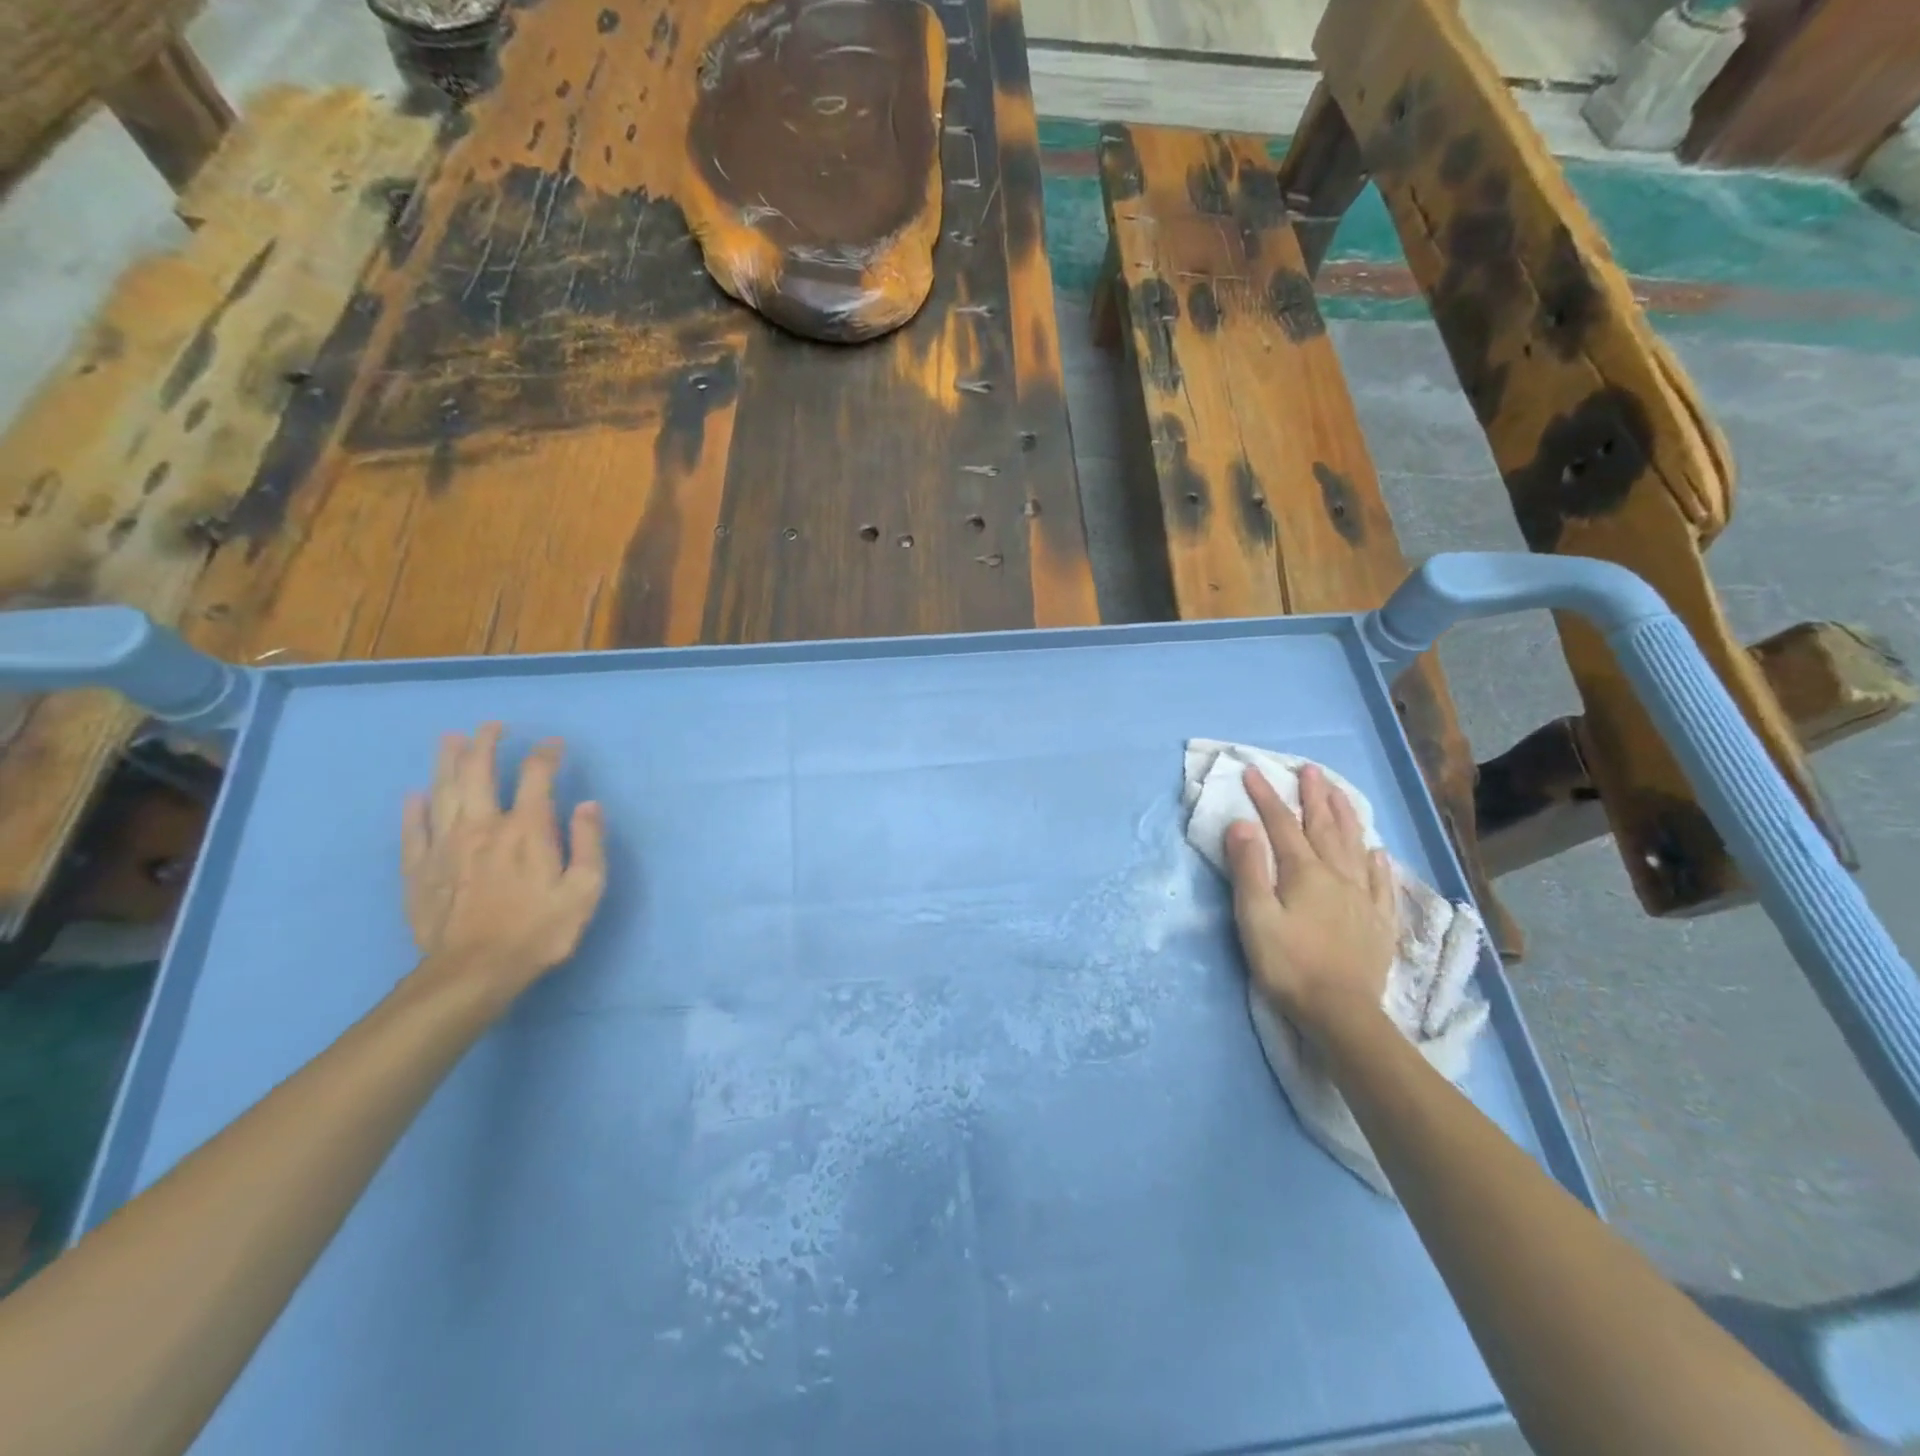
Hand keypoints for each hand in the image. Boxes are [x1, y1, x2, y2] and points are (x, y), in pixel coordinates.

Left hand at [401, 723, 606, 996]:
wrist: (474, 973)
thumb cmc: (540, 931)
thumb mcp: (585, 889)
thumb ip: (589, 843)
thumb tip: (588, 804)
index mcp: (526, 830)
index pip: (536, 776)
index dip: (546, 754)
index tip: (554, 744)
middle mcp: (483, 827)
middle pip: (479, 773)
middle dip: (485, 744)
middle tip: (491, 726)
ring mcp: (445, 847)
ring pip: (443, 793)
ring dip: (447, 762)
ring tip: (449, 739)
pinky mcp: (419, 871)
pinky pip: (414, 831)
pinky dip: (414, 810)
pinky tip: (414, 795)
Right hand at [1225, 764, 1396, 1035]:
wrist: (1340, 1013)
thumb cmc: (1288, 964)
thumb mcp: (1255, 916)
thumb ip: (1248, 868)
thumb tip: (1243, 824)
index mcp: (1304, 873)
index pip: (1281, 825)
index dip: (1266, 796)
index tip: (1253, 770)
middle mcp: (1337, 876)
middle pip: (1325, 827)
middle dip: (1315, 797)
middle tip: (1310, 770)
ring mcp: (1362, 898)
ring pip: (1354, 846)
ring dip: (1345, 817)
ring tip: (1340, 794)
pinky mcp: (1378, 922)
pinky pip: (1380, 882)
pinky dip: (1376, 861)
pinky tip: (1376, 851)